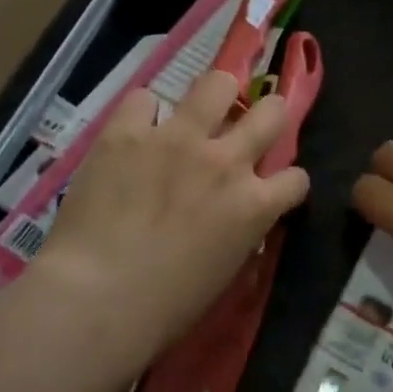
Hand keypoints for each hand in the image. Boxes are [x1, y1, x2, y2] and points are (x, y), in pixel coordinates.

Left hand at [37, 71, 310, 359]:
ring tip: (203, 106)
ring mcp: (178, 139)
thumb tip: (234, 216)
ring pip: (217, 83)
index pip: (296, 178)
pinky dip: (143, 114)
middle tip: (250, 125)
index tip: (272, 187)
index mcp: (254, 206)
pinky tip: (134, 132)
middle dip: (270, 115)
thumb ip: (238, 232)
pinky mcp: (129, 132)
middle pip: (273, 111)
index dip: (286, 181)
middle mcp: (226, 161)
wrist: (96, 299)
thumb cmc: (164, 307)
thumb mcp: (223, 272)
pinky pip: (144, 99)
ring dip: (216, 94)